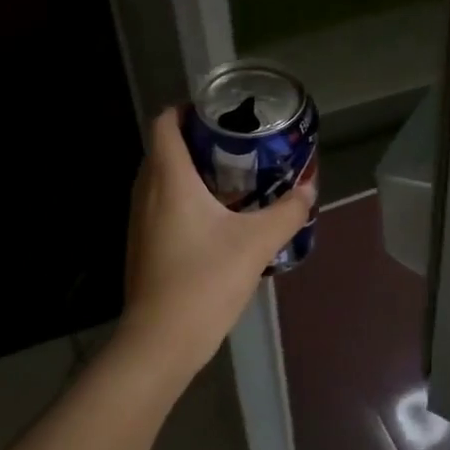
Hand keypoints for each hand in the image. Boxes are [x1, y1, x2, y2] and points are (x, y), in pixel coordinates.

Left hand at [116, 108, 316, 380]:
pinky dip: (185, 198)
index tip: (220, 113)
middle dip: (198, 140)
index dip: (187, 109)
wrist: (161, 340)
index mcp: (169, 179)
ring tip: (233, 178)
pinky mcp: (143, 245)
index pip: (165, 123)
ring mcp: (140, 221)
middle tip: (238, 144)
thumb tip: (310, 189)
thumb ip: (287, 212)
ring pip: (162, 179)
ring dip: (192, 171)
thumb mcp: (257, 243)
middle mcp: (146, 192)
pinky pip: (161, 205)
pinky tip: (217, 219)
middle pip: (165, 148)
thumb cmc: (205, 280)